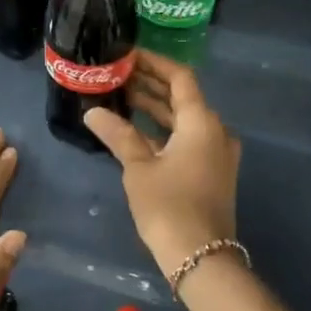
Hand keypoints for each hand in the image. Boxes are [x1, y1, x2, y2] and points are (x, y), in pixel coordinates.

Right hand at [83, 49, 239, 275]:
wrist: (200, 256)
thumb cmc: (168, 206)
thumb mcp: (139, 168)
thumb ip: (118, 135)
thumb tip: (92, 112)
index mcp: (202, 122)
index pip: (180, 77)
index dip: (154, 63)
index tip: (129, 54)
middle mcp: (216, 131)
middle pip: (183, 97)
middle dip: (151, 85)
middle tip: (118, 75)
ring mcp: (217, 153)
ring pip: (185, 120)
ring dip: (156, 109)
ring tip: (121, 98)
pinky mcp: (212, 171)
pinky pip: (188, 139)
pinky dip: (165, 131)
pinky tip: (137, 131)